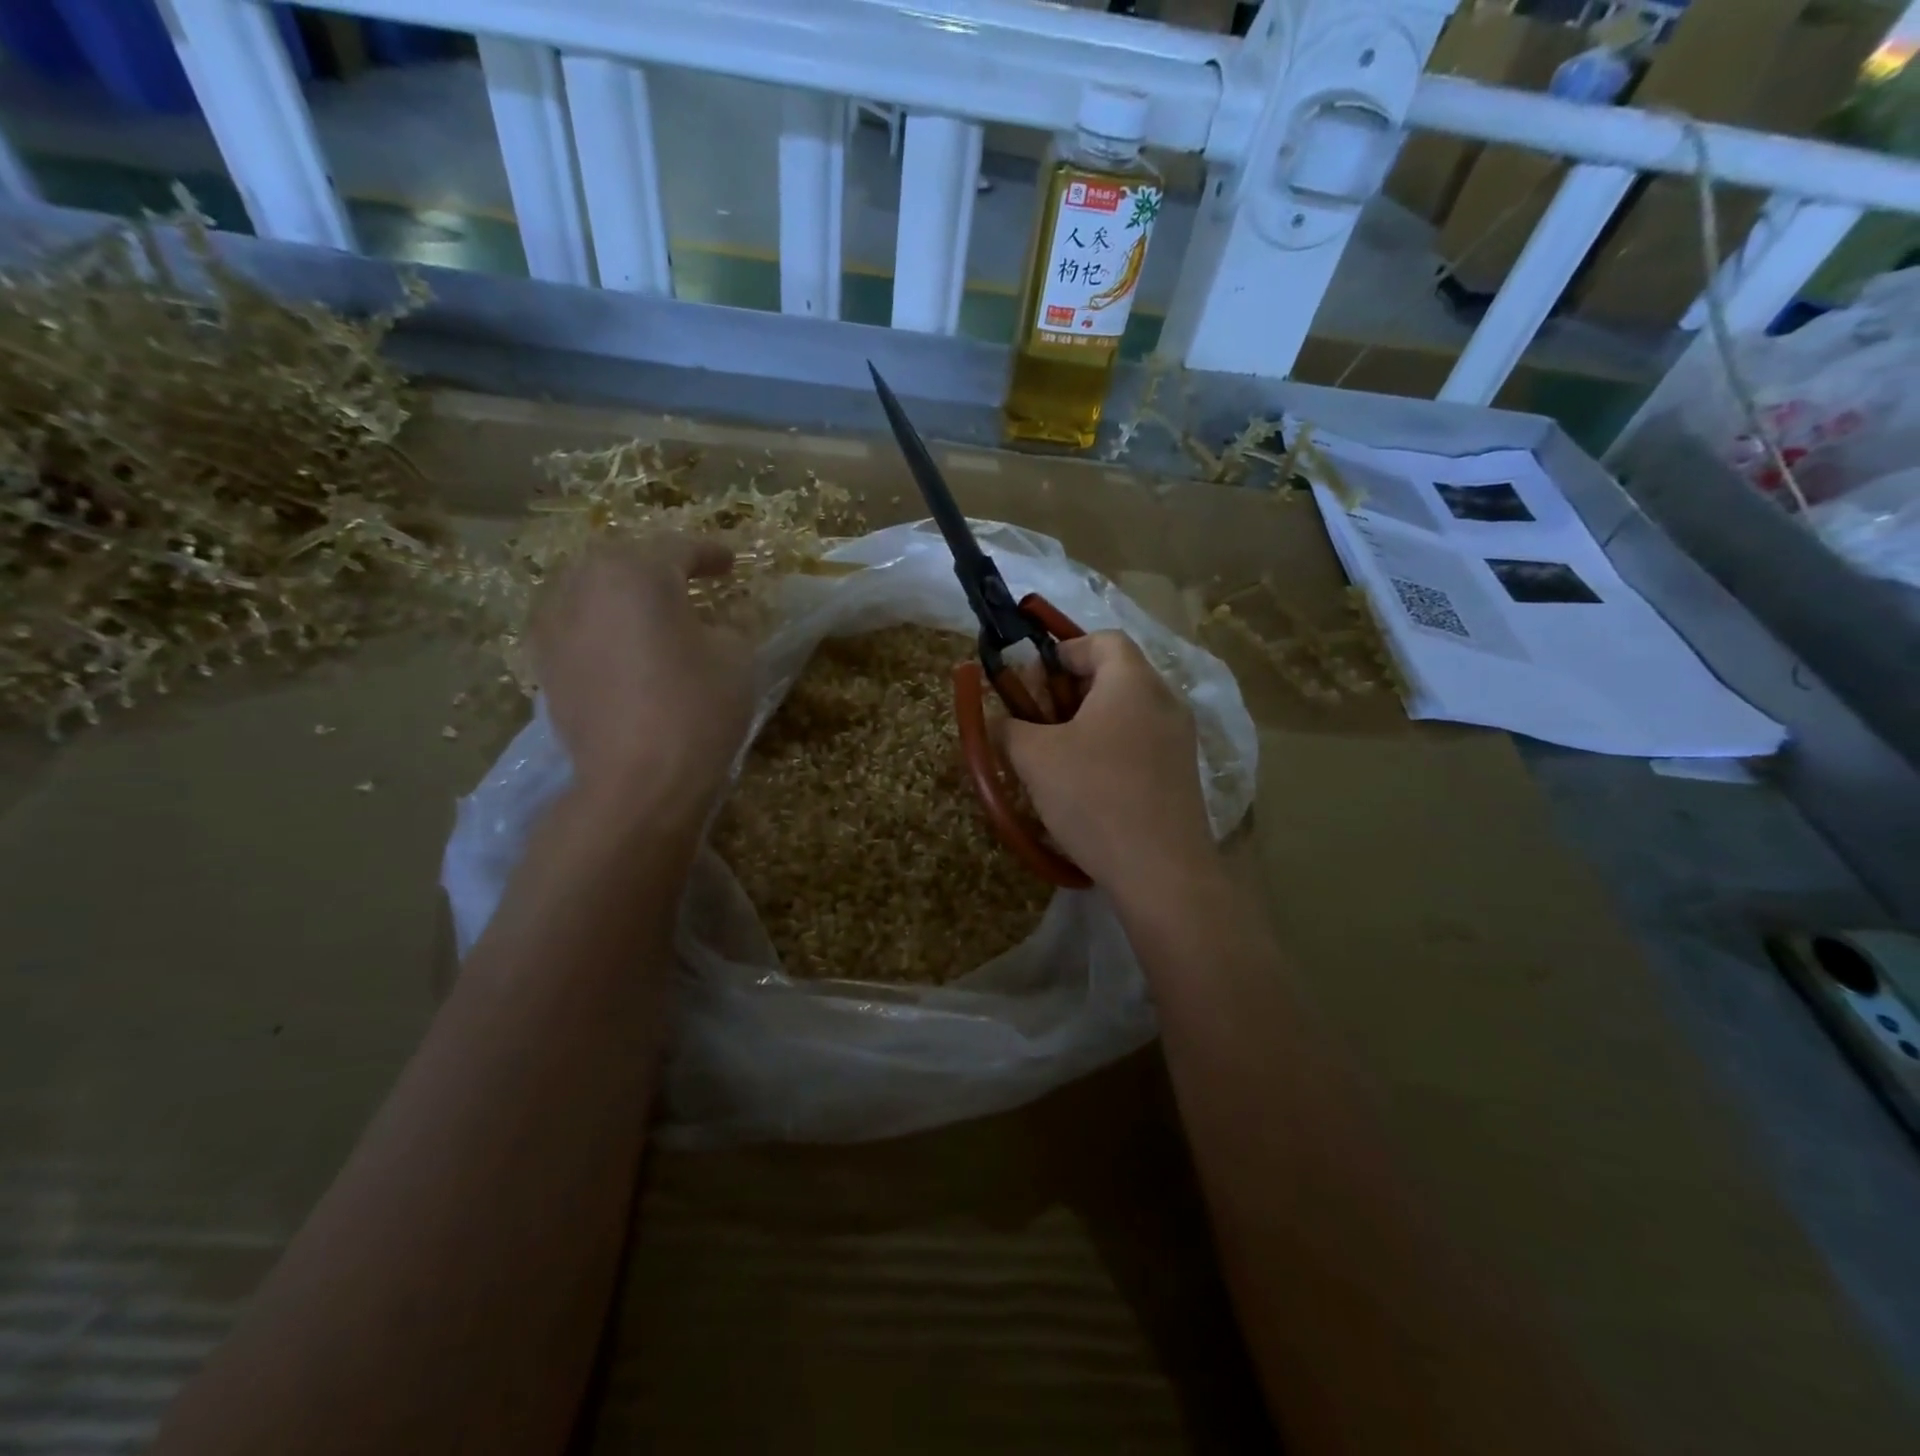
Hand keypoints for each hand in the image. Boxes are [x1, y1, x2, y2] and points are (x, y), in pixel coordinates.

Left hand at [529, 535, 752, 827]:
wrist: (638, 781)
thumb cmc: (696, 708)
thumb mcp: (736, 656)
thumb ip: (728, 626)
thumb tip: (715, 625)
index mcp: (635, 572)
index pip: (678, 548)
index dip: (710, 554)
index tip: (731, 563)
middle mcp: (583, 586)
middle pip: (624, 562)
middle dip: (659, 567)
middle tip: (690, 581)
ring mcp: (555, 626)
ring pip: (592, 592)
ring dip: (623, 595)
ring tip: (652, 611)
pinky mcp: (546, 666)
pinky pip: (576, 627)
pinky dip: (601, 626)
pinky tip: (622, 645)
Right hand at [998, 631, 1218, 903]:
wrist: (1162, 872)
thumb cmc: (1094, 797)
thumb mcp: (1034, 758)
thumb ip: (1009, 727)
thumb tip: (1000, 721)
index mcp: (1133, 681)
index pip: (1101, 640)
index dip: (1061, 652)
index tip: (1030, 684)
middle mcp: (1164, 701)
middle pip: (1113, 675)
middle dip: (1067, 692)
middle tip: (1036, 723)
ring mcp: (1179, 740)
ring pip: (1125, 713)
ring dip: (1085, 724)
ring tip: (1053, 758)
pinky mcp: (1182, 775)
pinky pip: (1139, 744)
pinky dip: (1108, 750)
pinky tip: (1084, 787)